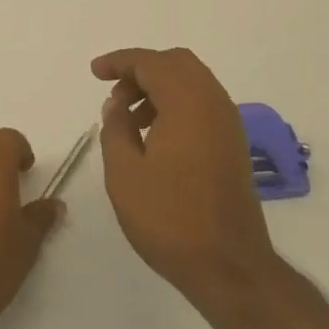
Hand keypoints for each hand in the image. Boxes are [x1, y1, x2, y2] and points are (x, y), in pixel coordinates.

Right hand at [93, 47, 279, 309]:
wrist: (229, 266)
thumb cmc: (170, 218)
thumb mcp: (124, 173)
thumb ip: (115, 128)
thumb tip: (117, 104)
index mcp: (187, 102)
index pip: (151, 63)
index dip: (119, 62)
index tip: (95, 72)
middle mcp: (213, 103)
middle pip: (177, 63)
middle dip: (142, 69)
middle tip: (114, 93)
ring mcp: (228, 124)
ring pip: (192, 82)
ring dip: (159, 87)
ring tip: (128, 118)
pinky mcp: (233, 144)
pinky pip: (202, 104)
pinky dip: (176, 104)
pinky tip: (154, 135)